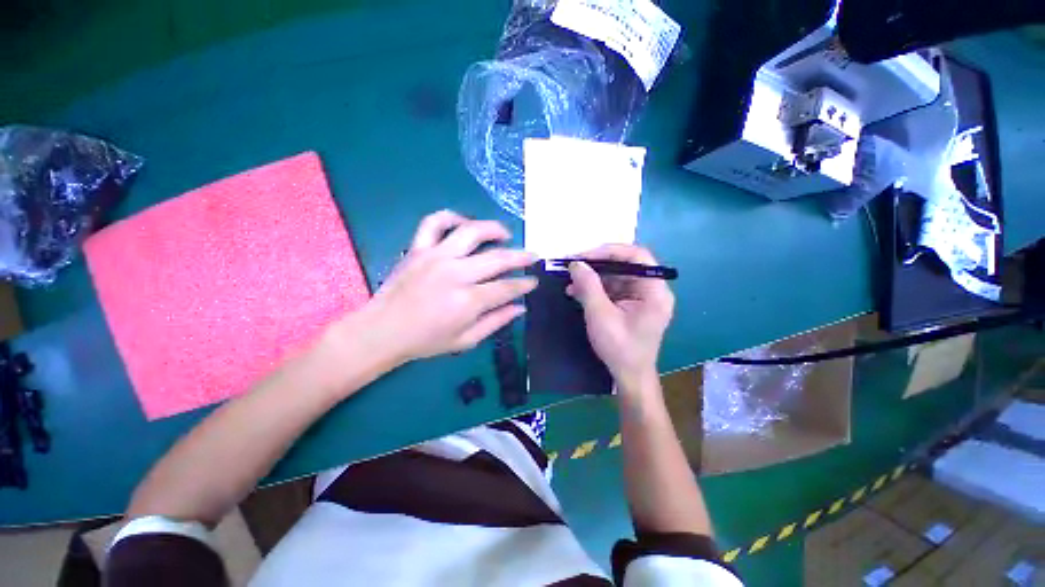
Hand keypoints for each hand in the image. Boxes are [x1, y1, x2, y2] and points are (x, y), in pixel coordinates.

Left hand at [358, 210, 536, 364]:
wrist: (382, 331)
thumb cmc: (426, 341)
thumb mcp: (466, 340)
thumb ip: (496, 322)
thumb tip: (521, 307)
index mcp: (468, 301)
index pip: (507, 287)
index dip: (525, 283)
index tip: (533, 280)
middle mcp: (455, 273)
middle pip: (498, 258)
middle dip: (521, 256)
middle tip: (532, 255)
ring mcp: (435, 256)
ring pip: (472, 231)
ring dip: (494, 229)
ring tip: (506, 234)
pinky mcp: (418, 248)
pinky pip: (435, 222)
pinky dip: (452, 217)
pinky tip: (464, 224)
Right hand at [567, 244, 674, 390]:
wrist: (629, 376)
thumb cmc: (619, 348)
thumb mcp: (600, 315)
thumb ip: (589, 286)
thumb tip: (576, 263)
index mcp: (654, 291)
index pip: (637, 256)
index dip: (610, 251)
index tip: (584, 256)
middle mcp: (652, 289)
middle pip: (625, 265)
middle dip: (596, 265)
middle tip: (573, 266)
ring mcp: (642, 297)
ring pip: (616, 276)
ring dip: (592, 278)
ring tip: (570, 282)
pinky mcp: (631, 305)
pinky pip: (613, 289)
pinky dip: (595, 289)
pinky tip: (576, 292)